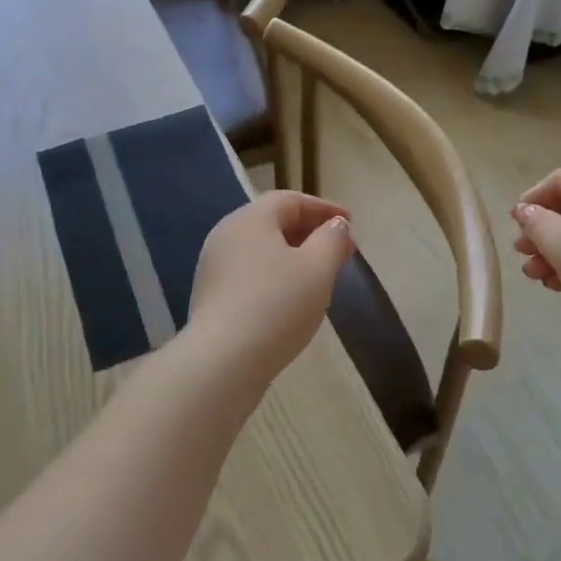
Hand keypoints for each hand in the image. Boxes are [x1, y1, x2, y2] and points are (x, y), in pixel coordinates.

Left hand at [185, 191, 353, 386]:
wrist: (223, 360)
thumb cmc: (277, 305)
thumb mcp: (317, 269)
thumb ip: (332, 240)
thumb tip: (335, 225)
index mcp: (250, 219)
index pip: (290, 200)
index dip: (324, 208)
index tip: (350, 223)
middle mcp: (226, 235)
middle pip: (273, 222)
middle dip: (310, 232)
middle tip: (339, 250)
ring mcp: (213, 267)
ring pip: (261, 250)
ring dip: (293, 256)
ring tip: (319, 275)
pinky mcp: (210, 296)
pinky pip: (249, 274)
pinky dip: (274, 276)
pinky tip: (291, 299)